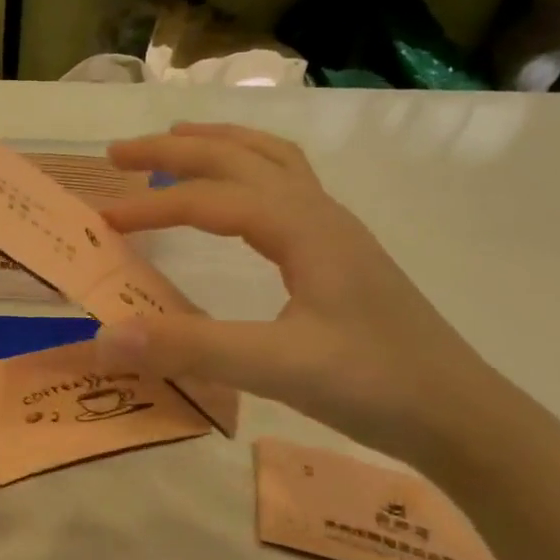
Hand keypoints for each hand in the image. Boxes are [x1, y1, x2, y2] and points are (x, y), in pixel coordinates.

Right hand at [98, 125, 514, 465]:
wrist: (458, 414)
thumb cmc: (373, 384)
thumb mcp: (276, 367)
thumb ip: (190, 348)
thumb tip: (104, 336)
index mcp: (304, 228)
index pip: (211, 198)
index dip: (151, 206)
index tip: (101, 220)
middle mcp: (320, 214)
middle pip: (240, 157)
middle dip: (176, 149)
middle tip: (119, 154)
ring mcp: (335, 232)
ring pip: (271, 162)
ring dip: (218, 147)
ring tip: (175, 145)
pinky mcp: (341, 256)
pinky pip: (287, 189)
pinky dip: (248, 173)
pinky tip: (236, 200)